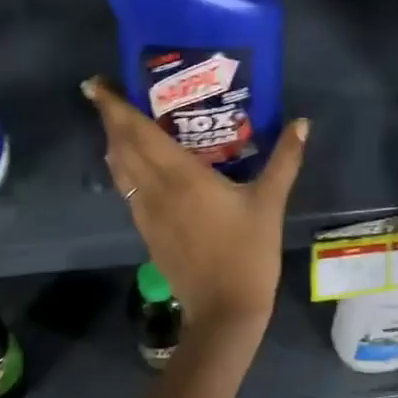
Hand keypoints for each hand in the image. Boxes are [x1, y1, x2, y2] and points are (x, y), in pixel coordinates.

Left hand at [82, 77, 308, 336]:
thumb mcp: (269, 202)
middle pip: (121, 146)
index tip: (95, 84)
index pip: (137, 132)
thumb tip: (302, 123)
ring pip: (119, 169)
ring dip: (113, 142)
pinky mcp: (147, 231)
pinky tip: (135, 164)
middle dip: (109, 118)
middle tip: (106, 93)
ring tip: (117, 121)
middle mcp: (155, 189)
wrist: (224, 312)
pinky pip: (127, 188)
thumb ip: (285, 160)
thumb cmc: (247, 253)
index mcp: (180, 176)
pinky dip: (123, 167)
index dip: (113, 107)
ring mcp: (146, 212)